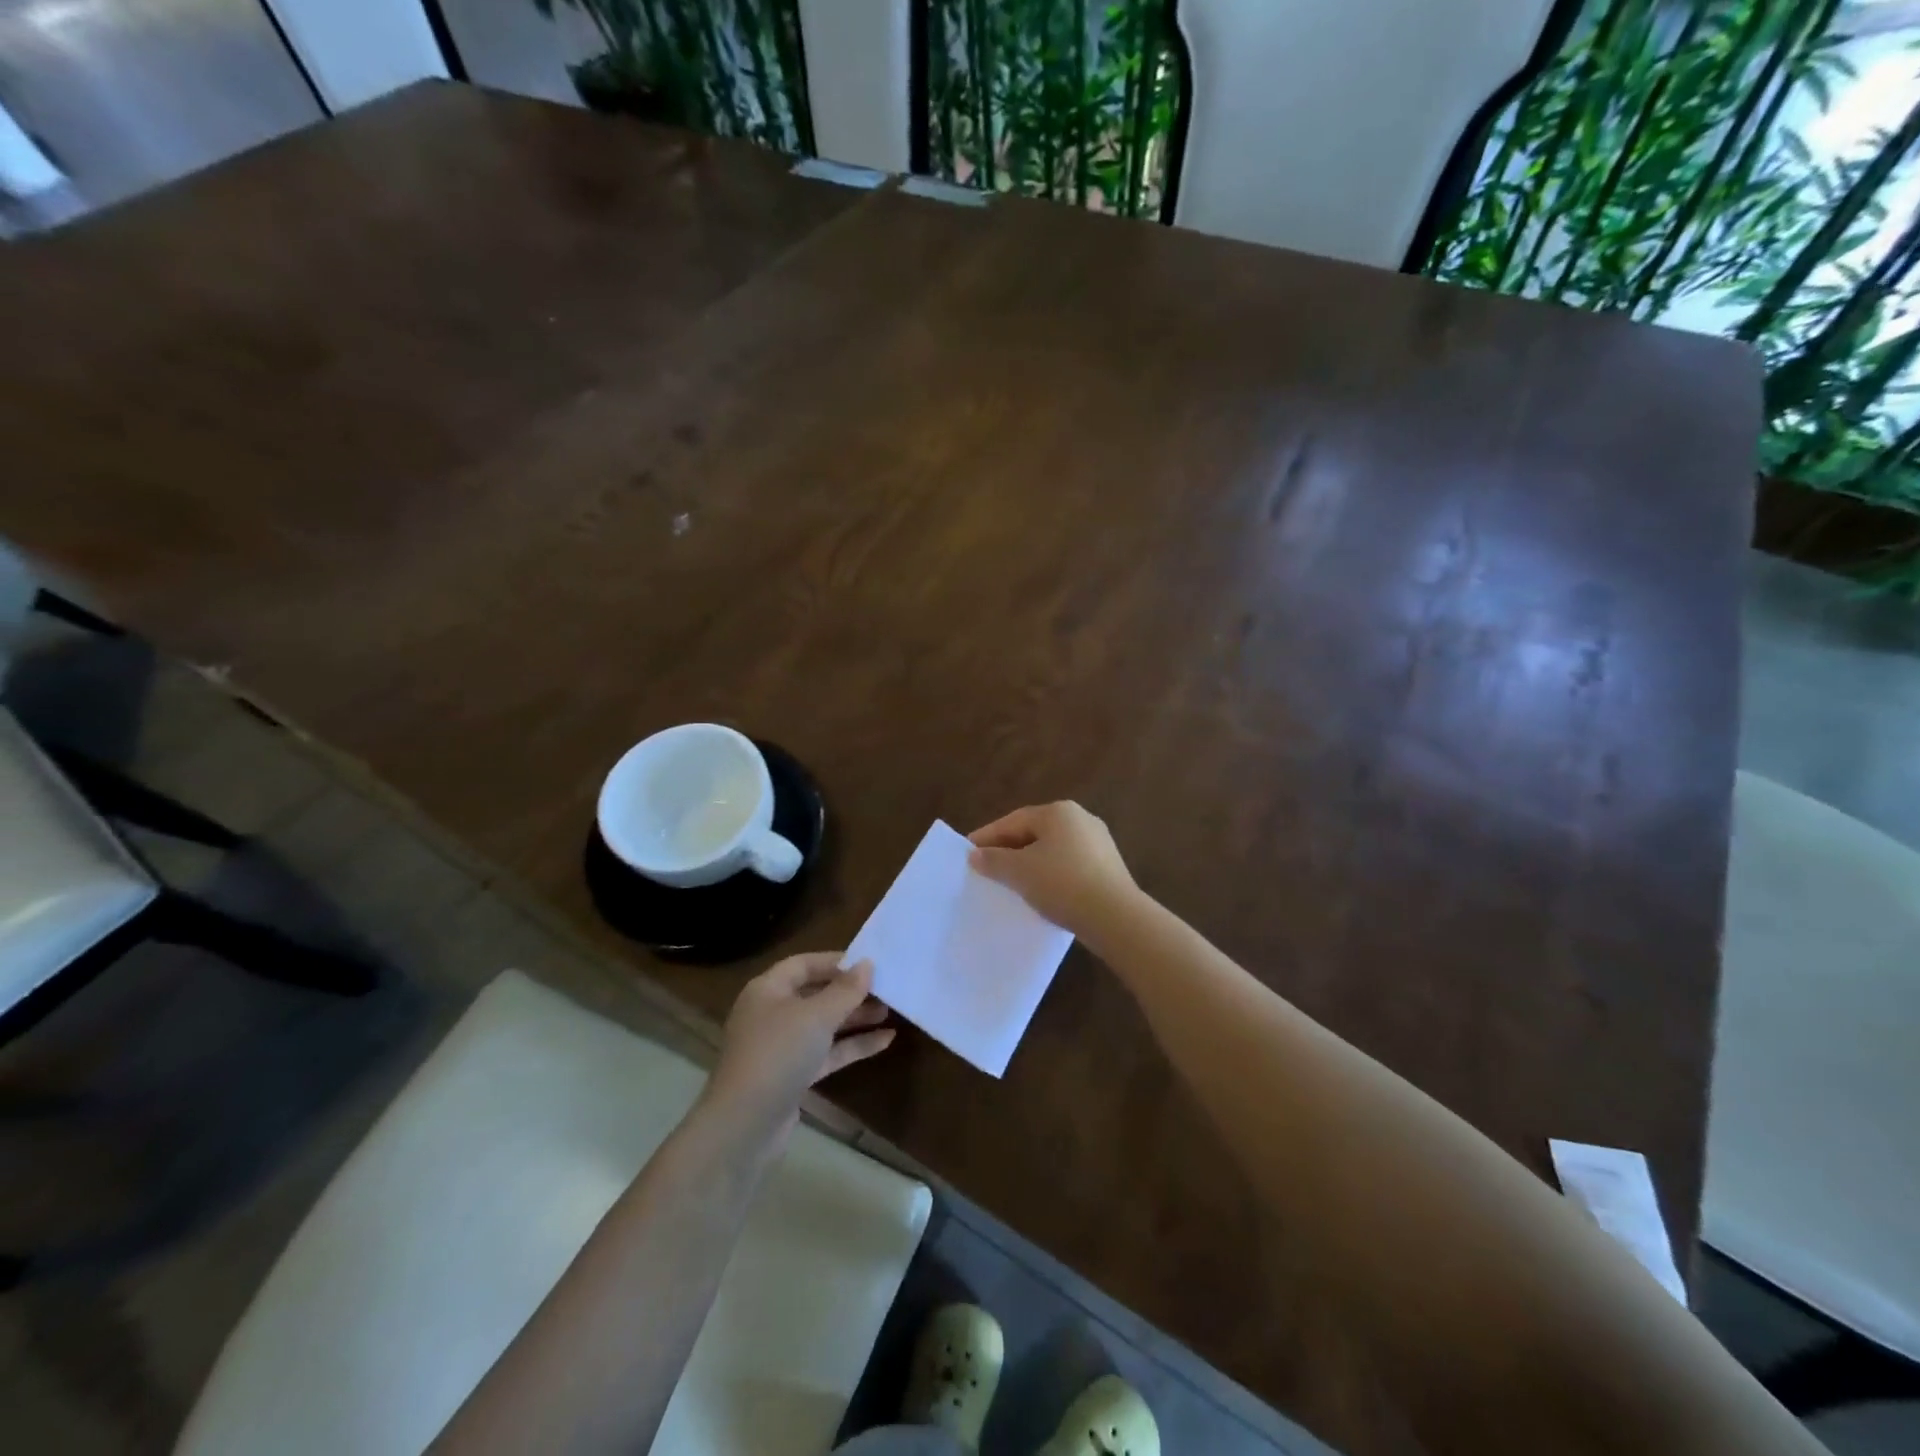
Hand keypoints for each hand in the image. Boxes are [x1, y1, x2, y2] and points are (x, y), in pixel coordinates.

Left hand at [705, 953, 893, 1135]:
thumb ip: (845, 990)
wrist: (745, 1125)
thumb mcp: (816, 1016)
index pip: (803, 965)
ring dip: (854, 1018)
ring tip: (890, 1011)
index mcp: (768, 990)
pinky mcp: (792, 1076)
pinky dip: (852, 1045)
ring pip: (823, 1025)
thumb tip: (867, 964)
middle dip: (849, 992)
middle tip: (885, 987)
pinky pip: (826, 1052)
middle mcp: (771, 1014)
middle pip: (815, 994)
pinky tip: (885, 1041)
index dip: (835, 961)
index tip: (868, 962)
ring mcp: (781, 1047)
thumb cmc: (779, 1054)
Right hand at [967, 801, 1138, 938]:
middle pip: (1034, 832)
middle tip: (987, 866)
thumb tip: (976, 854)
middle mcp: (1081, 818)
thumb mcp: (1020, 872)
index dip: (988, 836)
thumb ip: (994, 860)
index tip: (969, 851)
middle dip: (1009, 849)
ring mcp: (1098, 842)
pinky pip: (1069, 865)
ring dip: (1030, 863)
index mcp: (1058, 811)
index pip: (1013, 820)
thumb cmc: (1062, 884)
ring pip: (1053, 849)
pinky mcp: (1108, 867)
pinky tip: (1042, 892)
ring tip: (1011, 881)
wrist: (1115, 917)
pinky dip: (1051, 874)